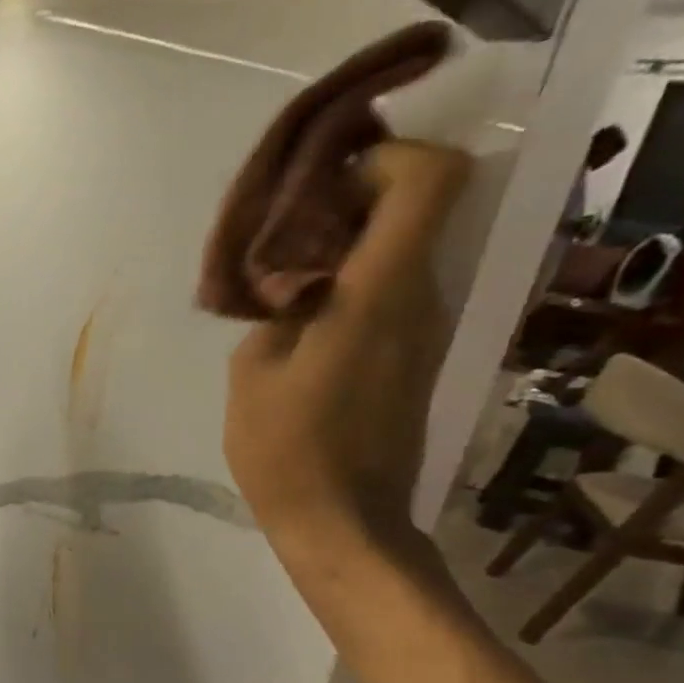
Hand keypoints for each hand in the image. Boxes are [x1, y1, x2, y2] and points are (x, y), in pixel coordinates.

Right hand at [223, 140, 470, 556]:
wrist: (343, 524)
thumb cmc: (289, 451)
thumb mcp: (252, 372)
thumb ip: (274, 308)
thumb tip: (293, 282)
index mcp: (382, 293)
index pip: (430, 178)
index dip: (387, 158)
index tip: (326, 185)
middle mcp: (422, 299)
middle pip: (416, 210)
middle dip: (354, 202)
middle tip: (287, 233)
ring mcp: (426, 331)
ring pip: (404, 253)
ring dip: (350, 249)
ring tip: (285, 280)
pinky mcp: (416, 360)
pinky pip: (395, 296)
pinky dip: (355, 287)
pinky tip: (305, 322)